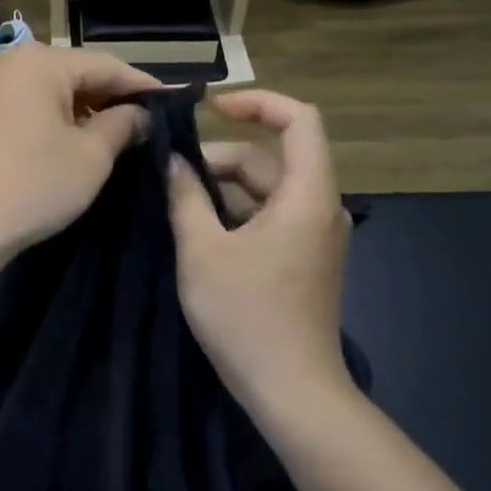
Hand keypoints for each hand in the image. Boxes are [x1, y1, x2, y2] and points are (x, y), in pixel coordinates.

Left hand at [0, 46, 158, 256]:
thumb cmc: (34, 184)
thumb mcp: (91, 156)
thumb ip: (123, 125)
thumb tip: (141, 114)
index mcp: (39, 62)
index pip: (106, 64)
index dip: (142, 85)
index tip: (174, 104)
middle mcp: (11, 62)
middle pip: (77, 72)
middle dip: (113, 97)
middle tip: (150, 122)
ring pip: (54, 89)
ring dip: (87, 109)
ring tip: (122, 134)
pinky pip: (32, 104)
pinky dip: (59, 118)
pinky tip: (81, 139)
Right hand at [166, 91, 353, 411]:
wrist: (291, 389)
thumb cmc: (245, 315)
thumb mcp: (202, 250)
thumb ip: (185, 197)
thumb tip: (172, 162)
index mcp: (306, 196)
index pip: (299, 120)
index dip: (257, 102)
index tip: (211, 107)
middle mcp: (320, 208)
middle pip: (272, 158)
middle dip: (220, 159)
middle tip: (171, 178)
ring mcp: (314, 236)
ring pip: (266, 189)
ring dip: (222, 189)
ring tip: (177, 207)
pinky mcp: (304, 258)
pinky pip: (270, 215)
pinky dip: (235, 213)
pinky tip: (199, 232)